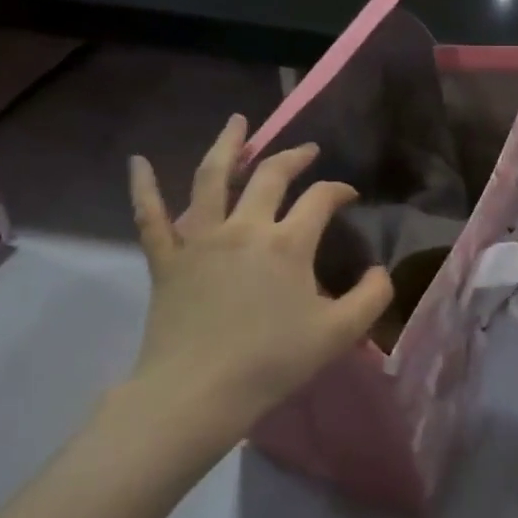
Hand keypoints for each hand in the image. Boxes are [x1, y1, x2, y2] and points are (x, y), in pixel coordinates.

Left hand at [123, 114, 392, 457]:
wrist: (197, 395)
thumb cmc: (272, 363)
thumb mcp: (339, 333)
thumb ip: (371, 296)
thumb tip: (380, 270)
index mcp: (288, 243)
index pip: (320, 199)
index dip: (339, 190)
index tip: (349, 196)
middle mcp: (245, 227)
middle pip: (271, 176)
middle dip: (293, 157)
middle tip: (307, 150)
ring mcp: (201, 239)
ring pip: (211, 179)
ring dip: (227, 145)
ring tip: (238, 122)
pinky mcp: (167, 260)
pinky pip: (150, 217)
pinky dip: (142, 188)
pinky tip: (137, 162)